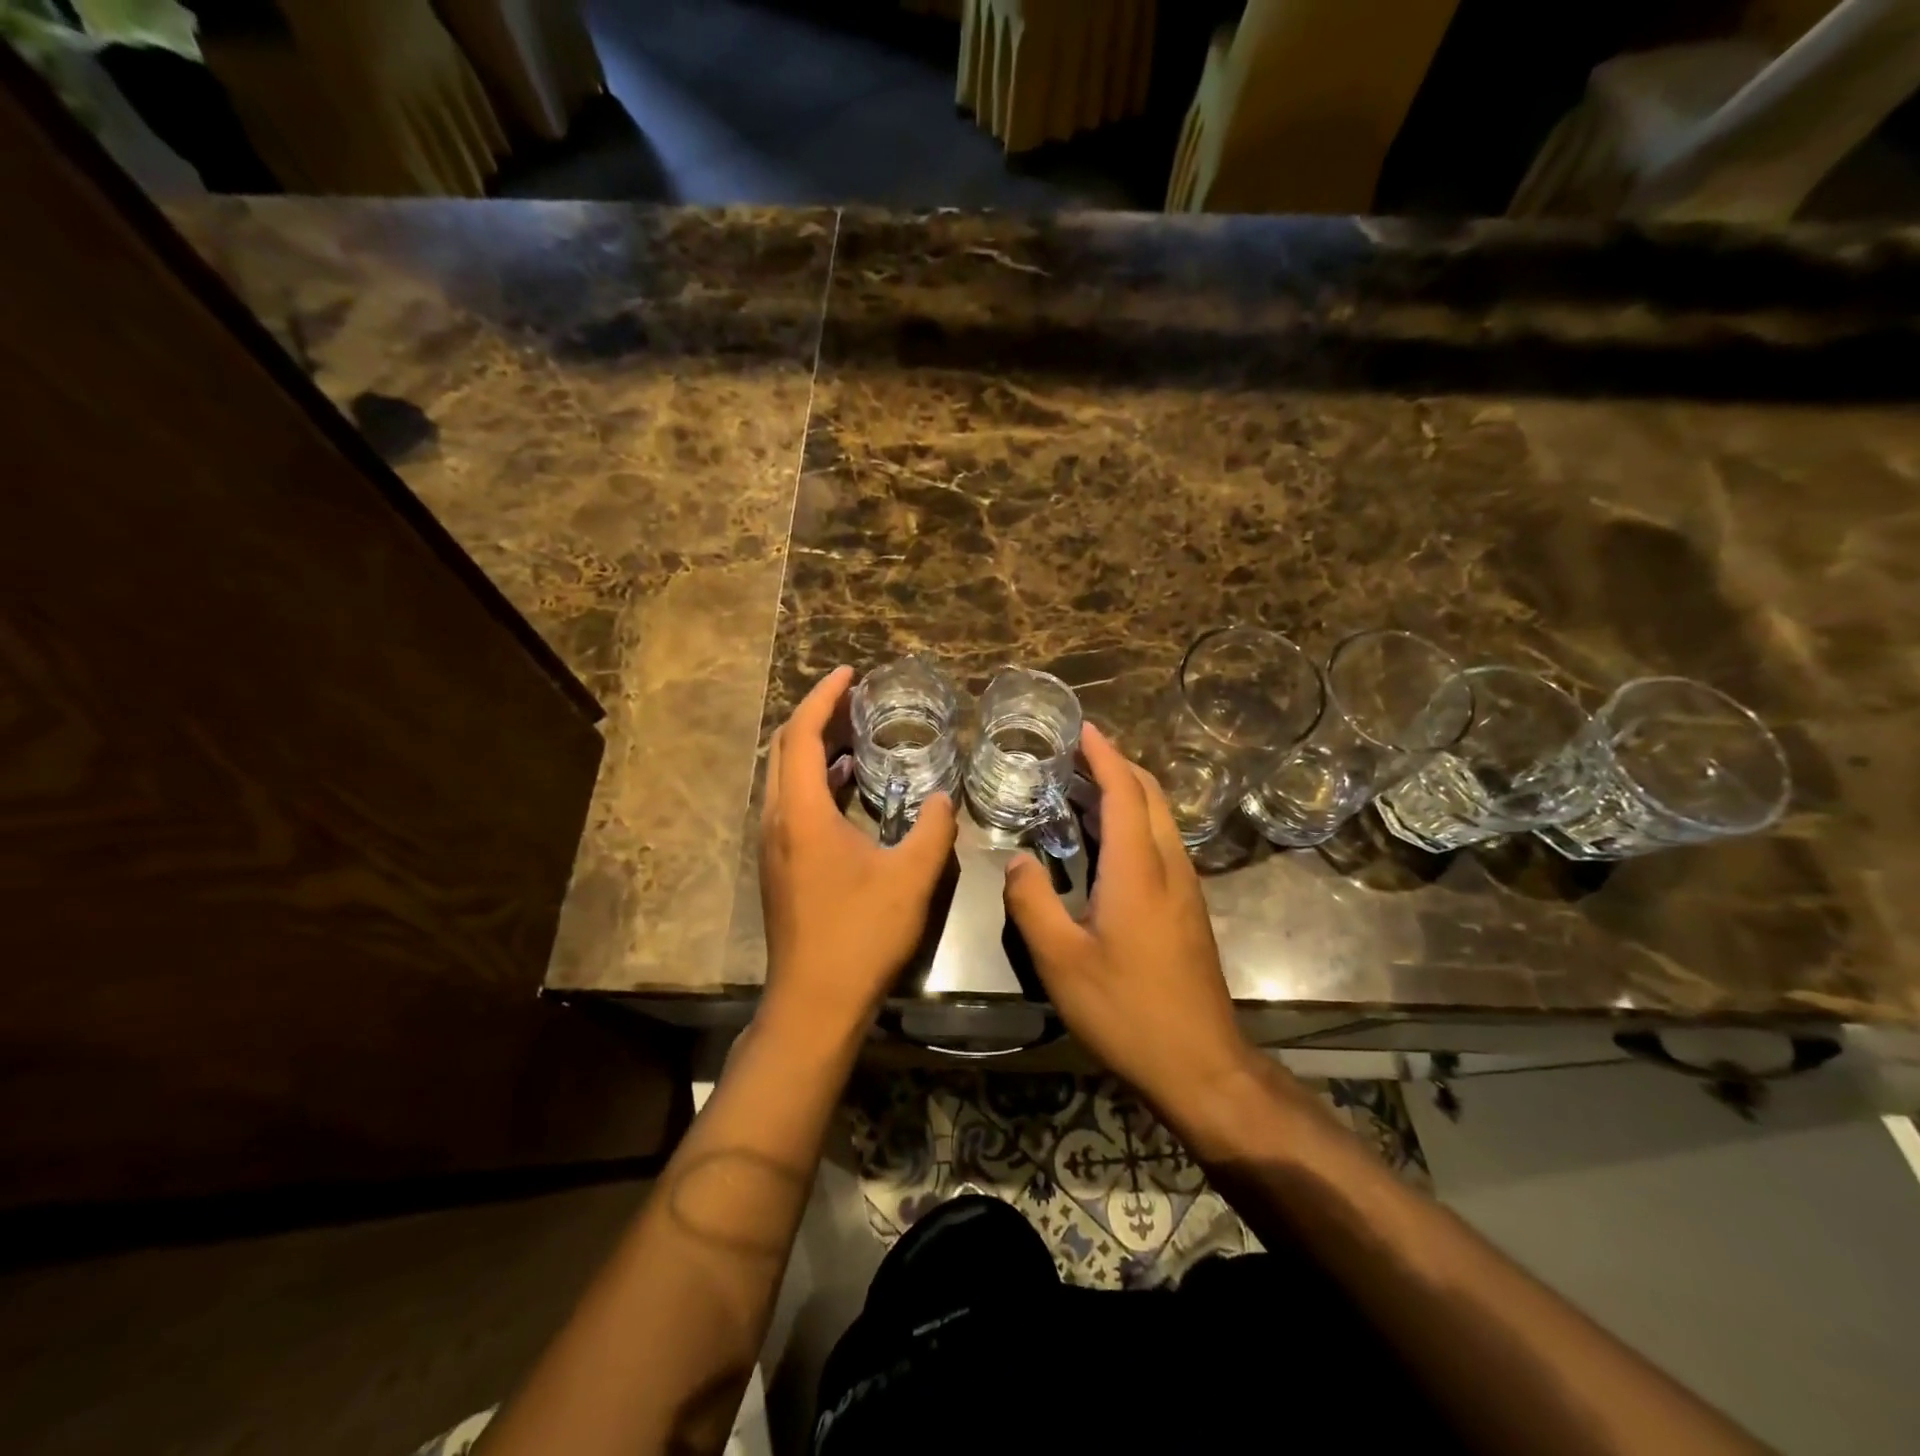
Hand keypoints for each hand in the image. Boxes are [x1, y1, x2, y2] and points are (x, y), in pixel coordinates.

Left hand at [759, 666, 957, 1046]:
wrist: (815, 1001)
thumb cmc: (861, 934)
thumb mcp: (912, 877)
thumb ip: (934, 829)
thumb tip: (945, 798)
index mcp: (802, 812)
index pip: (804, 734)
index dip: (825, 697)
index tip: (850, 673)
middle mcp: (777, 820)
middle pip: (785, 748)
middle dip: (818, 715)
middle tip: (855, 698)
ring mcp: (773, 844)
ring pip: (785, 776)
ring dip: (815, 747)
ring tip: (856, 732)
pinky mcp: (779, 864)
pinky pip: (791, 802)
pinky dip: (816, 780)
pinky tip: (849, 785)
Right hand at [1003, 723, 1258, 1116]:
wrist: (1200, 1064)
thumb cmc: (1126, 1010)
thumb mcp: (1061, 961)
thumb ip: (1032, 903)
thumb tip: (1017, 860)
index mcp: (1138, 869)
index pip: (1124, 791)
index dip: (1103, 755)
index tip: (1082, 728)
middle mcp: (1168, 866)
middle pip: (1150, 796)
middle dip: (1117, 765)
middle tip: (1077, 753)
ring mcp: (1185, 888)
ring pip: (1160, 820)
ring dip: (1127, 793)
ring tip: (1084, 788)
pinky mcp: (1187, 909)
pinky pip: (1161, 844)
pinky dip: (1134, 822)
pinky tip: (1107, 843)